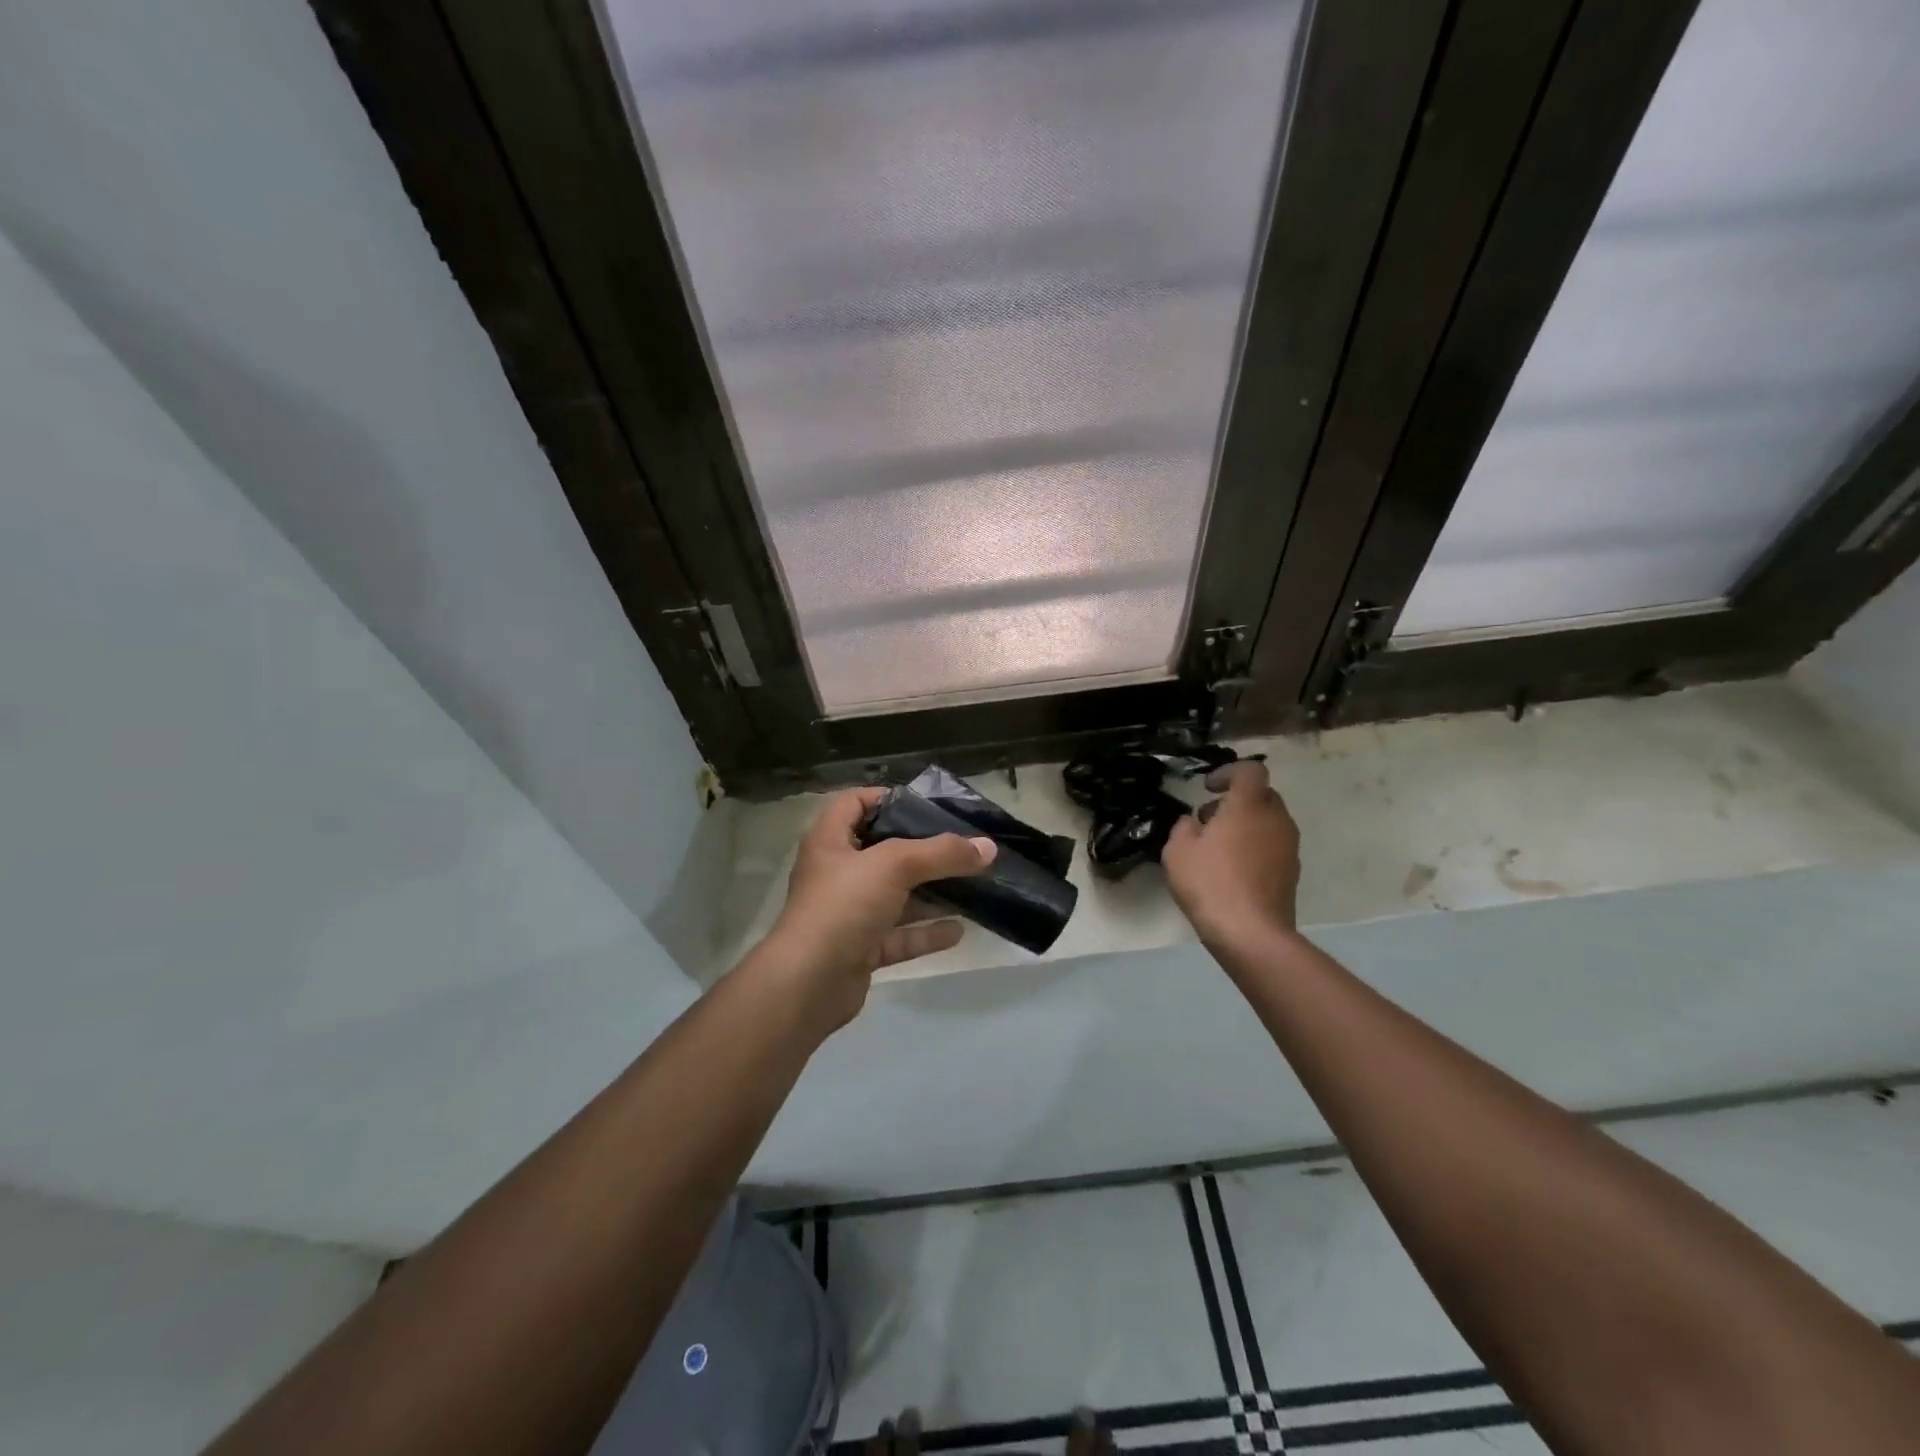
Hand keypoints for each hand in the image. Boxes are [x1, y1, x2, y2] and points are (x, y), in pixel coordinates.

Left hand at [757, 788, 995, 1026]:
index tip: (926, 804)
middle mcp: (837, 874)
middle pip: (882, 851)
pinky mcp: (860, 950)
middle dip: (922, 849)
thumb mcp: (894, 866)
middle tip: (962, 845)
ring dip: (929, 893)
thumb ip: (941, 853)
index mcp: (830, 841)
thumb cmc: (843, 906)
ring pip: (895, 896)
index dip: (886, 797)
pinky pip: (898, 935)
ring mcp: (848, 914)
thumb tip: (988, 847)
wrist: (808, 984)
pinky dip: (926, 932)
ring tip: (970, 885)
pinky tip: (959, 930)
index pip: (854, 803)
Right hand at [1161, 759, 1300, 944]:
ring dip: (1246, 824)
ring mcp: (1289, 847)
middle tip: (1210, 818)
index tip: (1208, 788)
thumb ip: (1183, 827)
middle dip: (1236, 800)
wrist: (1251, 933)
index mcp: (1249, 805)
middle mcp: (1276, 819)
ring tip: (1218, 847)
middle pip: (1262, 795)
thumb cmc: (1210, 883)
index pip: (1250, 770)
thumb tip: (1194, 823)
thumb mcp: (1177, 851)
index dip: (1229, 772)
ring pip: (1269, 821)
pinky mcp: (1292, 872)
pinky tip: (1233, 870)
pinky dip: (1255, 846)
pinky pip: (1273, 845)